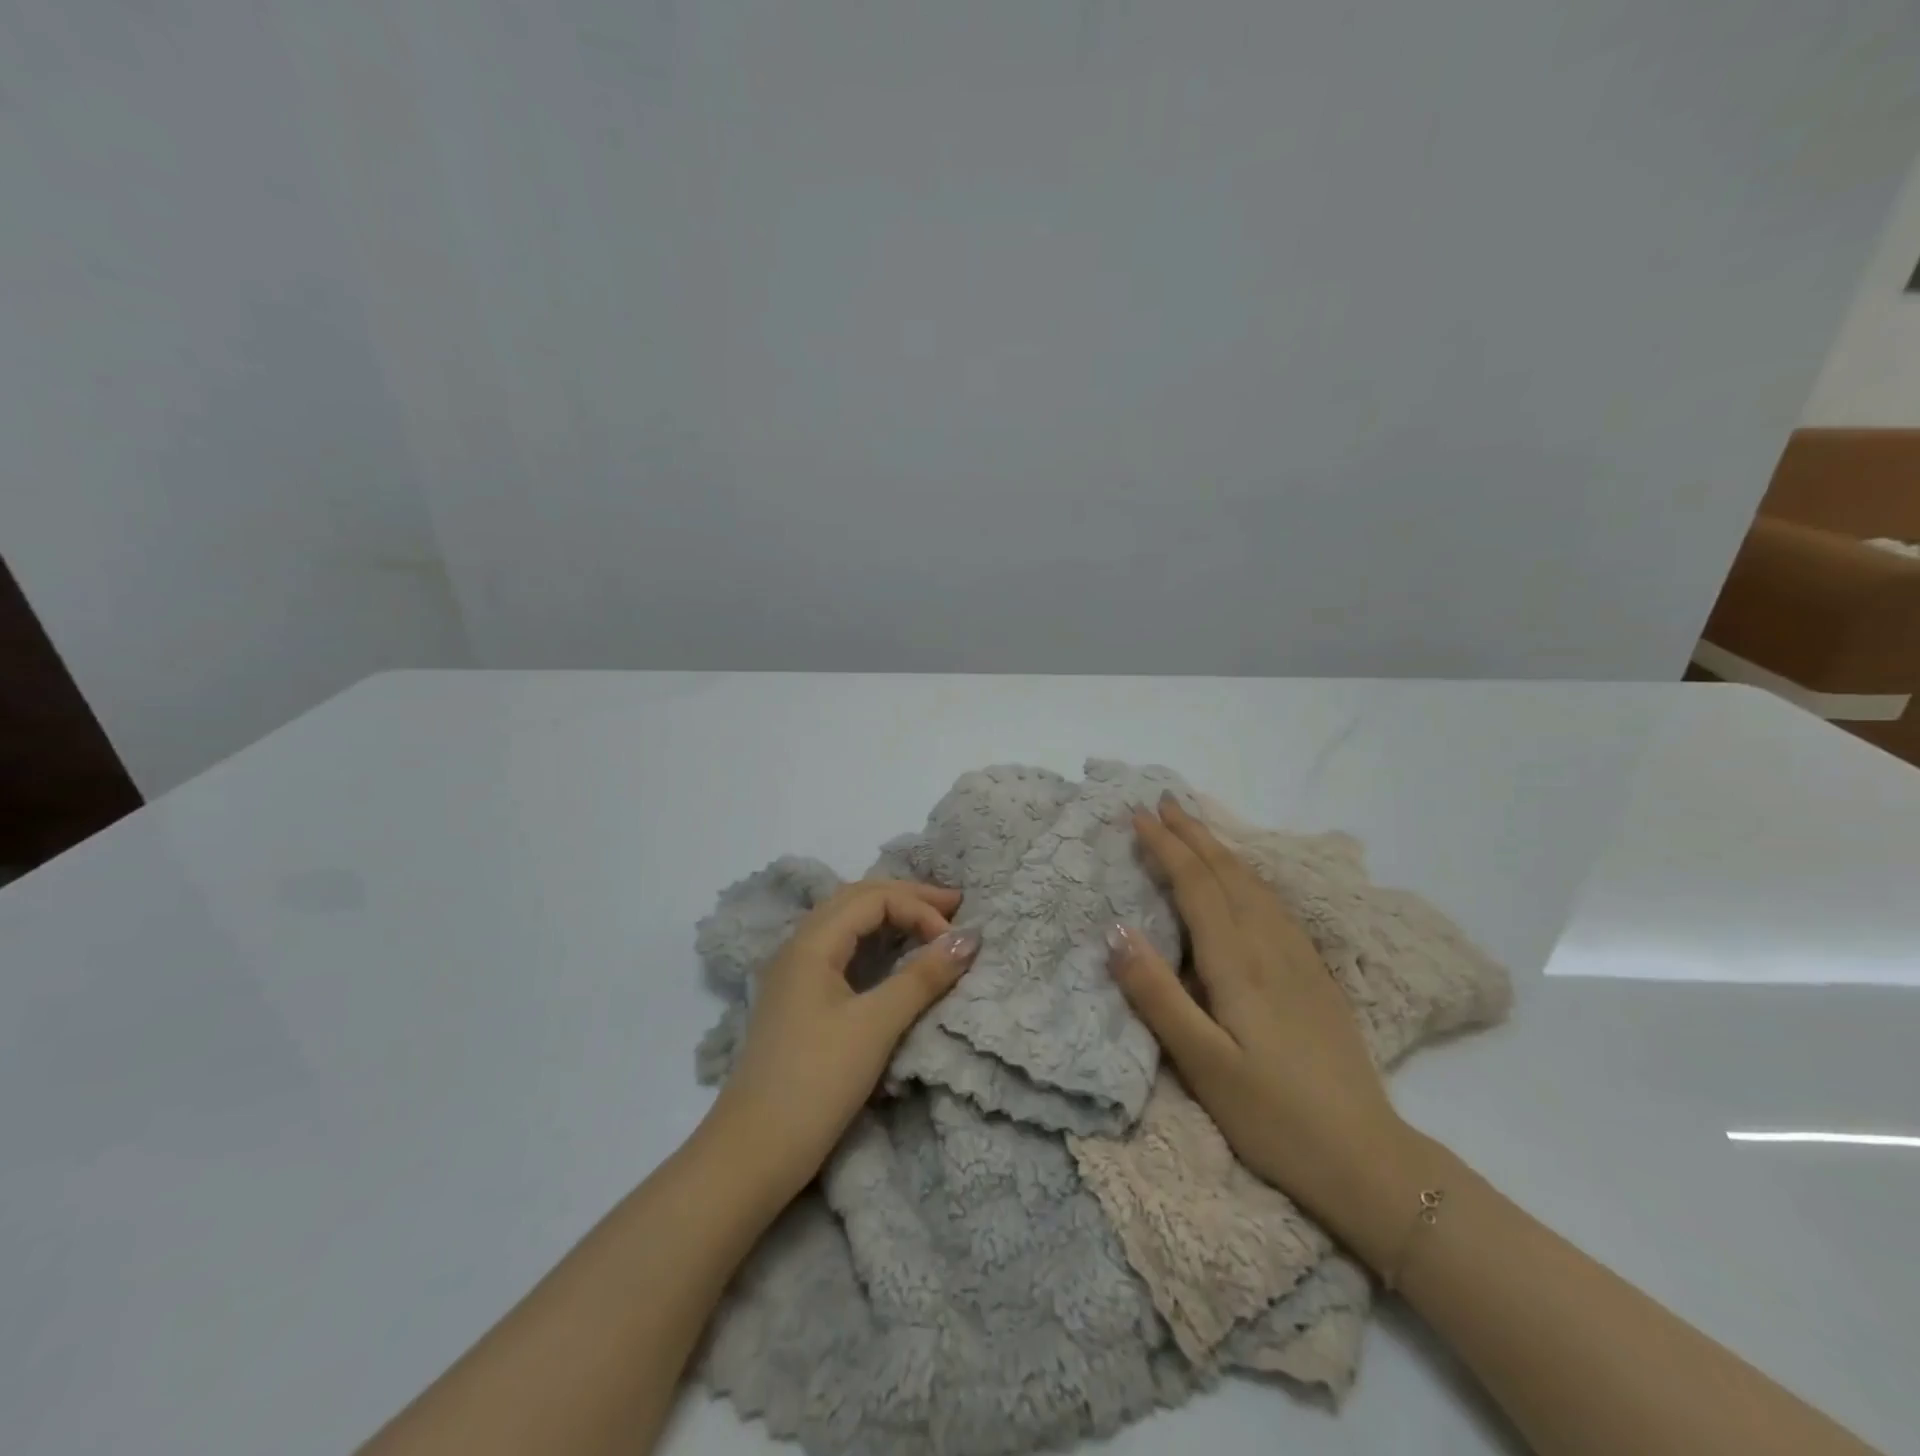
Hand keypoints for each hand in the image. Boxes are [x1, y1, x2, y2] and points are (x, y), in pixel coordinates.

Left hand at [703, 880, 979, 1205]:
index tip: (954, 943)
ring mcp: (793, 973)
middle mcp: (798, 946)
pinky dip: (874, 941)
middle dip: (907, 898)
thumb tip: (969, 938)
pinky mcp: (797, 999)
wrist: (751, 1153)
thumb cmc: (816, 1082)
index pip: (873, 898)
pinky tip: (893, 955)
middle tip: (953, 906)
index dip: (919, 909)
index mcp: (811, 942)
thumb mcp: (876, 1026)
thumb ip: (922, 977)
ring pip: (846, 923)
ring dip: (890, 916)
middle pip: (857, 899)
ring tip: (931, 923)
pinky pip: (840, 949)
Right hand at [1108, 797, 1416, 1264]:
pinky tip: (1247, 883)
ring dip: (1222, 849)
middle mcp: (1271, 947)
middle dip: (1194, 834)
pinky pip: (1275, 905)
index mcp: (1239, 964)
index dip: (1166, 847)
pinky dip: (1250, 877)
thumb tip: (1115, 931)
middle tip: (1164, 802)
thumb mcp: (1203, 1065)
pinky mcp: (1317, 978)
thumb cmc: (1273, 1116)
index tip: (1138, 815)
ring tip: (1198, 828)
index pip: (1196, 885)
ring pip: (1256, 885)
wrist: (1368, 1160)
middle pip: (1228, 874)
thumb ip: (1157, 996)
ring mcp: (1301, 960)